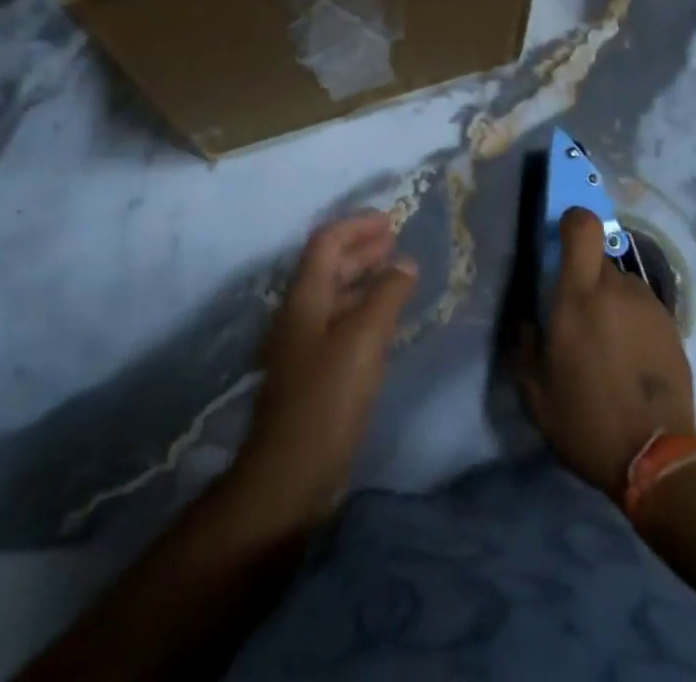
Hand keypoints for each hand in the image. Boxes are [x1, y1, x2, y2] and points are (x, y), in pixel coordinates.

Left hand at [237, 212, 417, 529]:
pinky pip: (340, 324)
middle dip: (361, 249)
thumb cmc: (326, 399)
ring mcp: (304, 345)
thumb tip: (404, 262)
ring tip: (397, 274)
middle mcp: (300, 314)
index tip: (390, 221)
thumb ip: (385, 296)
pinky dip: (363, 310)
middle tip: (396, 241)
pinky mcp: (314, 374)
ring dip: (363, 279)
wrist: (290, 475)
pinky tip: (385, 321)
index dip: (357, 226)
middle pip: (328, 266)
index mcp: (304, 297)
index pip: (326, 242)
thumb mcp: (362, 340)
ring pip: (335, 295)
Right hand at [516, 207, 695, 503]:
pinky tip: (629, 361)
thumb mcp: (534, 390)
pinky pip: (642, 308)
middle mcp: (617, 289)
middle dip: (583, 279)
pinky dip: (632, 322)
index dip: (572, 222)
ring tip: (606, 348)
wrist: (657, 460)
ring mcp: (650, 306)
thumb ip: (523, 343)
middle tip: (577, 320)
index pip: (583, 227)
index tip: (560, 241)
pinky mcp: (673, 326)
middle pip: (598, 259)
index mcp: (579, 296)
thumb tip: (525, 318)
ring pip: (621, 285)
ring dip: (610, 302)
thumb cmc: (586, 420)